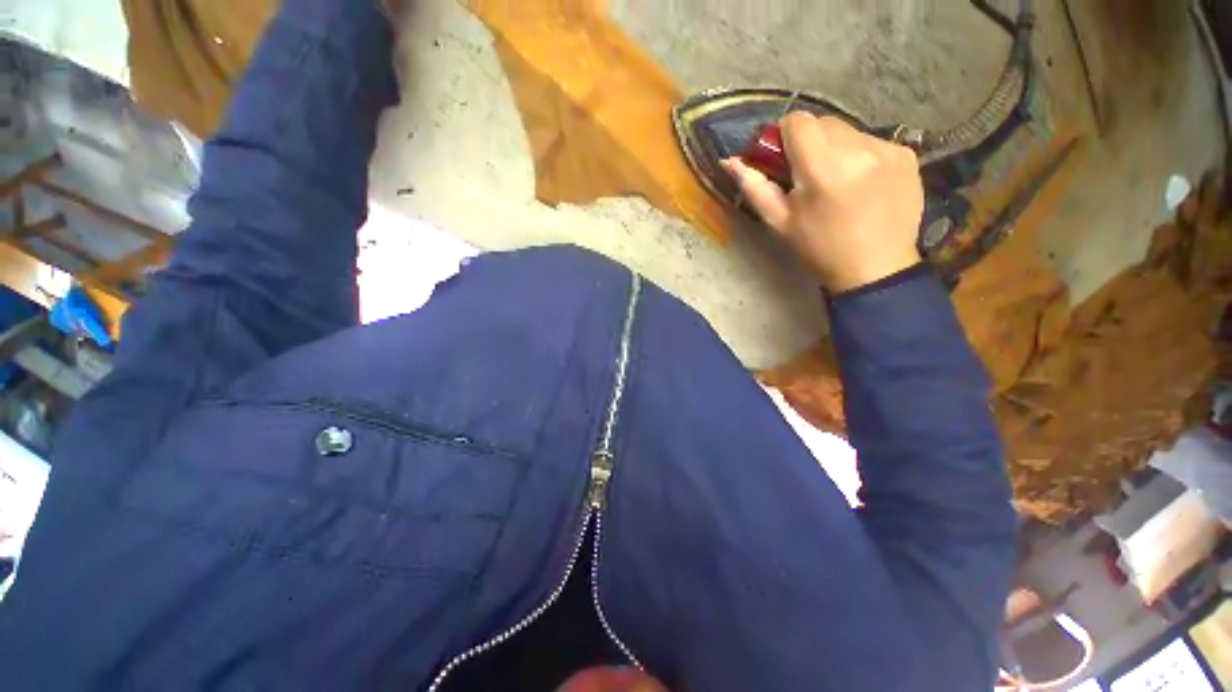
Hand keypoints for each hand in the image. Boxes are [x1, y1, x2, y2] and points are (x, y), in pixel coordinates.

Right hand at [723, 113, 924, 292]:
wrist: (875, 268)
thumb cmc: (819, 249)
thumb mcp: (780, 222)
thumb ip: (754, 188)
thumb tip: (730, 161)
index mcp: (822, 168)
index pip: (798, 121)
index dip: (785, 136)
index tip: (784, 159)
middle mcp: (859, 148)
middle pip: (824, 122)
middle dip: (810, 142)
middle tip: (808, 175)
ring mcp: (888, 149)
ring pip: (849, 131)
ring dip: (835, 149)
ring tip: (837, 183)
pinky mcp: (907, 154)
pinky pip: (872, 141)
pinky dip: (860, 156)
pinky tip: (862, 184)